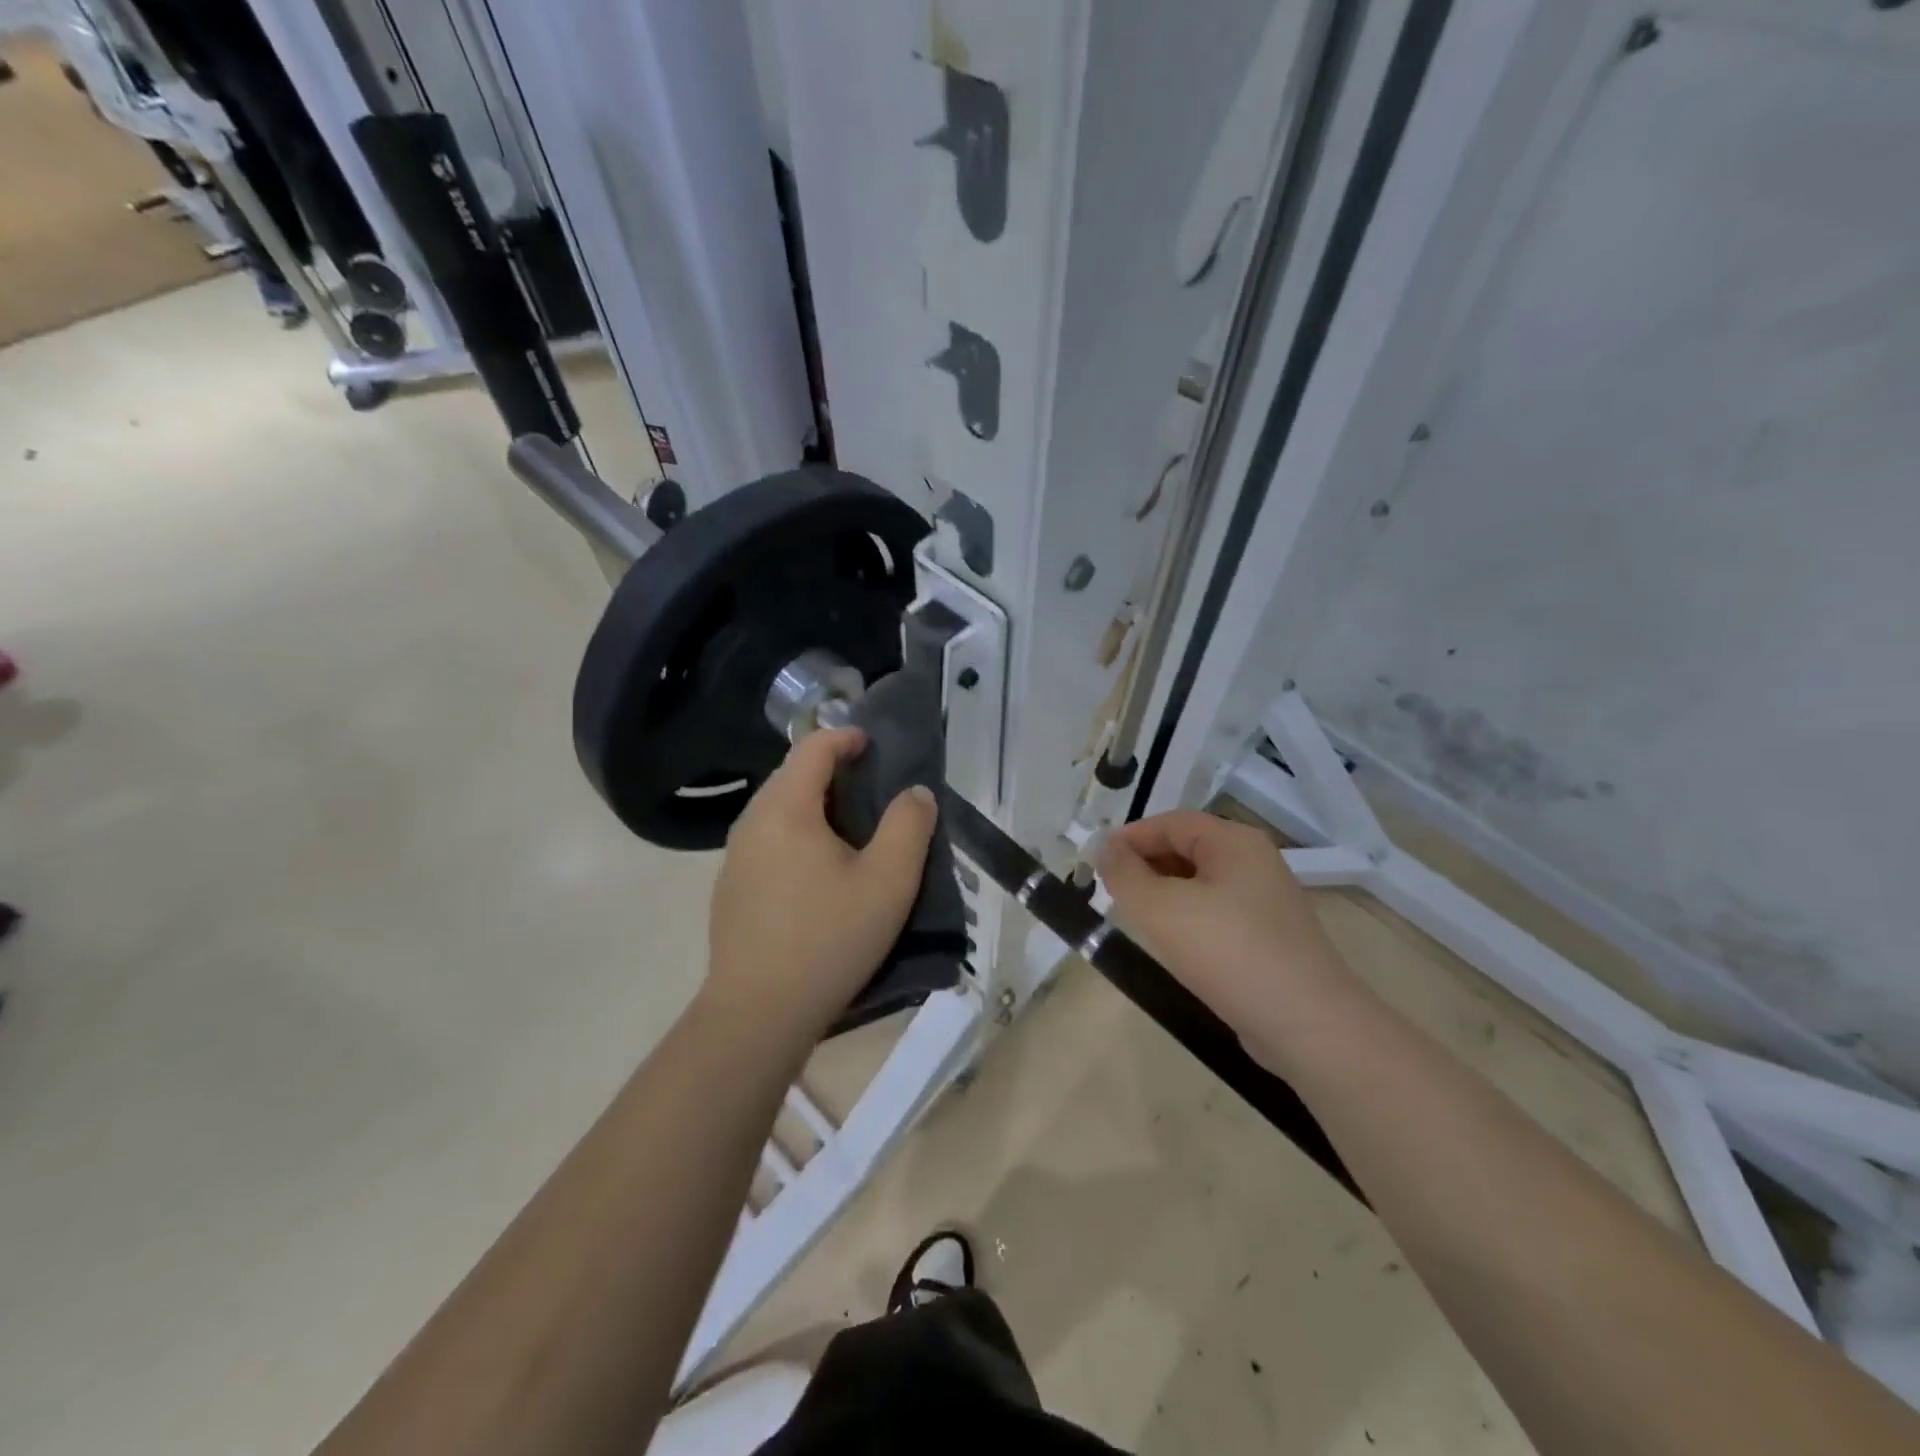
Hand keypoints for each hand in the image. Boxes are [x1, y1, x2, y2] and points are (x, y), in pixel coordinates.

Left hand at [703, 727, 937, 1043]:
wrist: (758, 1014)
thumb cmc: (829, 939)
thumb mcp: (888, 882)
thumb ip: (909, 826)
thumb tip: (915, 793)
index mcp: (786, 809)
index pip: (812, 748)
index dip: (845, 737)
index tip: (873, 745)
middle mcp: (751, 822)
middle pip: (790, 776)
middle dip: (830, 771)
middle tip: (870, 790)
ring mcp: (733, 858)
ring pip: (776, 811)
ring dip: (812, 806)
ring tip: (849, 832)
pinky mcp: (729, 890)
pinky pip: (765, 842)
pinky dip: (794, 836)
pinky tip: (816, 875)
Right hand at [1099, 811, 1354, 1060]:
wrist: (1307, 1025)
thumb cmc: (1228, 952)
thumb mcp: (1161, 908)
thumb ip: (1125, 873)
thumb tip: (1106, 848)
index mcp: (1234, 841)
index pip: (1171, 822)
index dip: (1130, 838)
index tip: (1096, 864)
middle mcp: (1255, 862)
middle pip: (1187, 848)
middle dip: (1145, 865)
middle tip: (1112, 893)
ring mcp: (1266, 901)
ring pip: (1201, 883)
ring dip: (1164, 894)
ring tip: (1135, 920)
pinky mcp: (1269, 937)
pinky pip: (1218, 913)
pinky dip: (1188, 919)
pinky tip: (1172, 946)